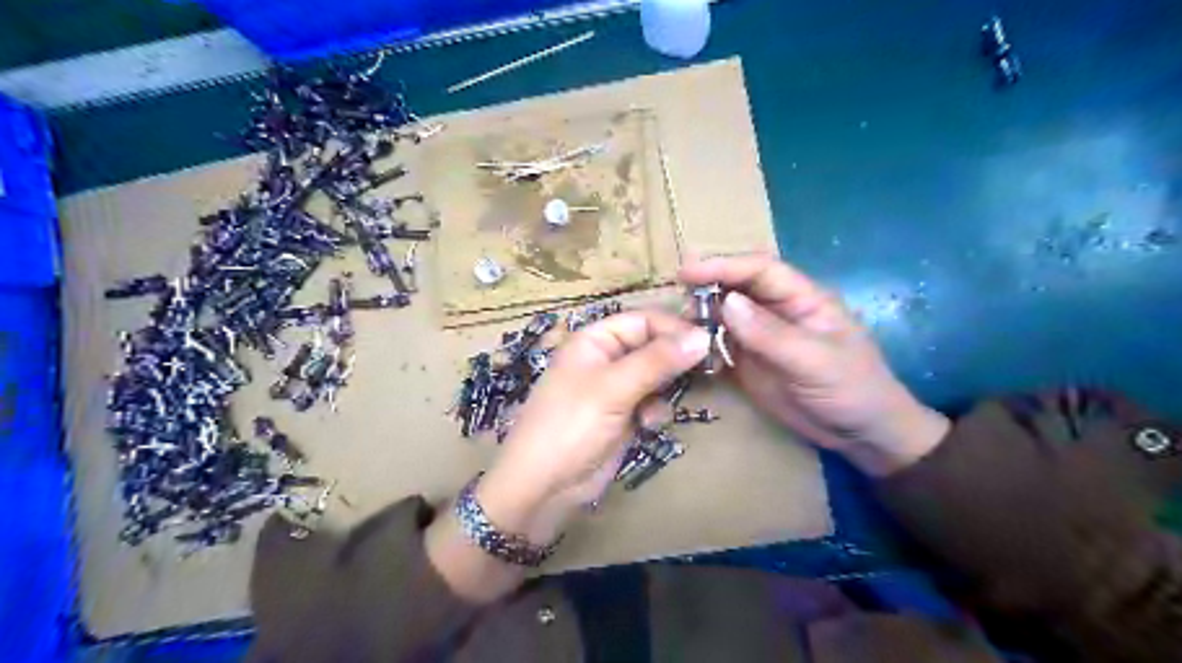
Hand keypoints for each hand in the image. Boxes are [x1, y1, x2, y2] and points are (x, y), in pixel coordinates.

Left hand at [474, 310, 705, 544]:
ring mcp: (615, 390)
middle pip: (652, 346)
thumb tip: (703, 336)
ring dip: (665, 389)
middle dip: (675, 359)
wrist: (544, 487)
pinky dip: (655, 412)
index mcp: (595, 340)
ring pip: (657, 376)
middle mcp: (606, 359)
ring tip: (663, 405)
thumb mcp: (613, 388)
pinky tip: (649, 426)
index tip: (707, 341)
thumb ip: (658, 360)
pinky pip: (652, 403)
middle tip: (708, 368)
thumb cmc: (571, 425)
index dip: (674, 327)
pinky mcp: (623, 417)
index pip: (643, 320)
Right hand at [678, 253, 947, 477]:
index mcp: (802, 298)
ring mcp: (760, 337)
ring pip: (723, 315)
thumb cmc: (853, 390)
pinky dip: (701, 344)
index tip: (687, 272)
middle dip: (706, 287)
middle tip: (673, 297)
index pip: (760, 270)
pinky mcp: (749, 362)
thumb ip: (771, 334)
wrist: (862, 436)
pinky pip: (720, 345)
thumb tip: (727, 302)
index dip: (724, 266)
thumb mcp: (816, 361)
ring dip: (700, 316)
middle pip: (736, 287)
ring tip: (675, 325)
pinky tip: (684, 349)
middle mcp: (777, 311)